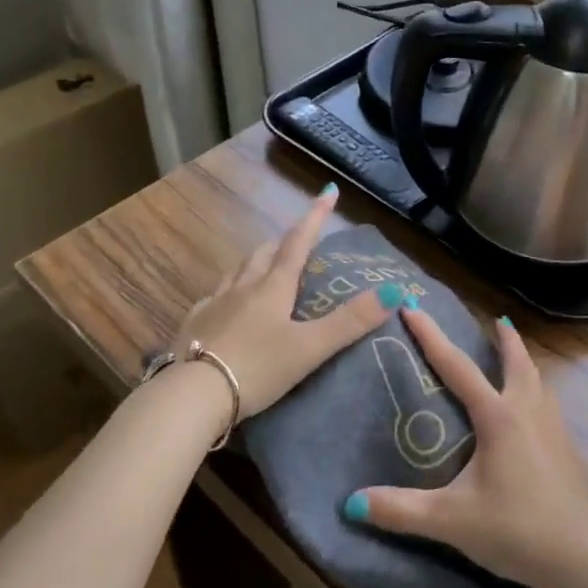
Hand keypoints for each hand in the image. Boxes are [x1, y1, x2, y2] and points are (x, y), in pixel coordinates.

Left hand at [169, 185, 396, 418]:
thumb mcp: (310, 348)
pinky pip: (213, 297)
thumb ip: (350, 322)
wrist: (192, 396)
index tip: (328, 191)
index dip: (315, 216)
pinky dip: (227, 293)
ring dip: (254, 264)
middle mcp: (242, 287)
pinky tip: (226, 307)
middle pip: (264, 253)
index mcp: (273, 287)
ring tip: (263, 269)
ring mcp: (214, 303)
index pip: (298, 242)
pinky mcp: (193, 324)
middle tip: (296, 243)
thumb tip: (394, 291)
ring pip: (237, 271)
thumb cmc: (257, 368)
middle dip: (282, 242)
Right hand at [344, 308, 587, 587]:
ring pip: (539, 382)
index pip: (458, 366)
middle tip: (498, 320)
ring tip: (517, 358)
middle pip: (517, 362)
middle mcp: (528, 412)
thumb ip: (402, 510)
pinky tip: (534, 414)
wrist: (586, 558)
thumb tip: (352, 503)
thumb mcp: (453, 521)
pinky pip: (549, 406)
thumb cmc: (517, 529)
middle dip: (506, 338)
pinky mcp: (569, 451)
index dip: (432, 335)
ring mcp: (554, 430)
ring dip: (526, 363)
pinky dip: (538, 392)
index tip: (413, 306)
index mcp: (498, 417)